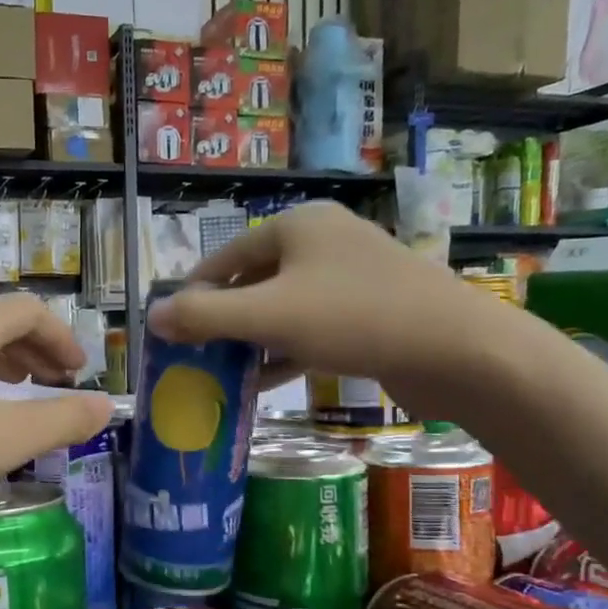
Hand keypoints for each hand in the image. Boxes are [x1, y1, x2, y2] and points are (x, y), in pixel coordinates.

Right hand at [148, 201, 524, 418]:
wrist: (456, 350)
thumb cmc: (354, 318)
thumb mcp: (268, 316)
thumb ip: (205, 317)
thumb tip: (150, 317)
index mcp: (298, 226)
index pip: (226, 256)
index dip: (193, 291)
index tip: (169, 326)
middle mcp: (324, 242)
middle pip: (254, 280)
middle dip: (222, 320)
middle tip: (193, 354)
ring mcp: (351, 277)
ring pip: (283, 307)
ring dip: (251, 340)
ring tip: (220, 372)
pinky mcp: (370, 312)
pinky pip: (312, 328)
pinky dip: (285, 351)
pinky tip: (262, 382)